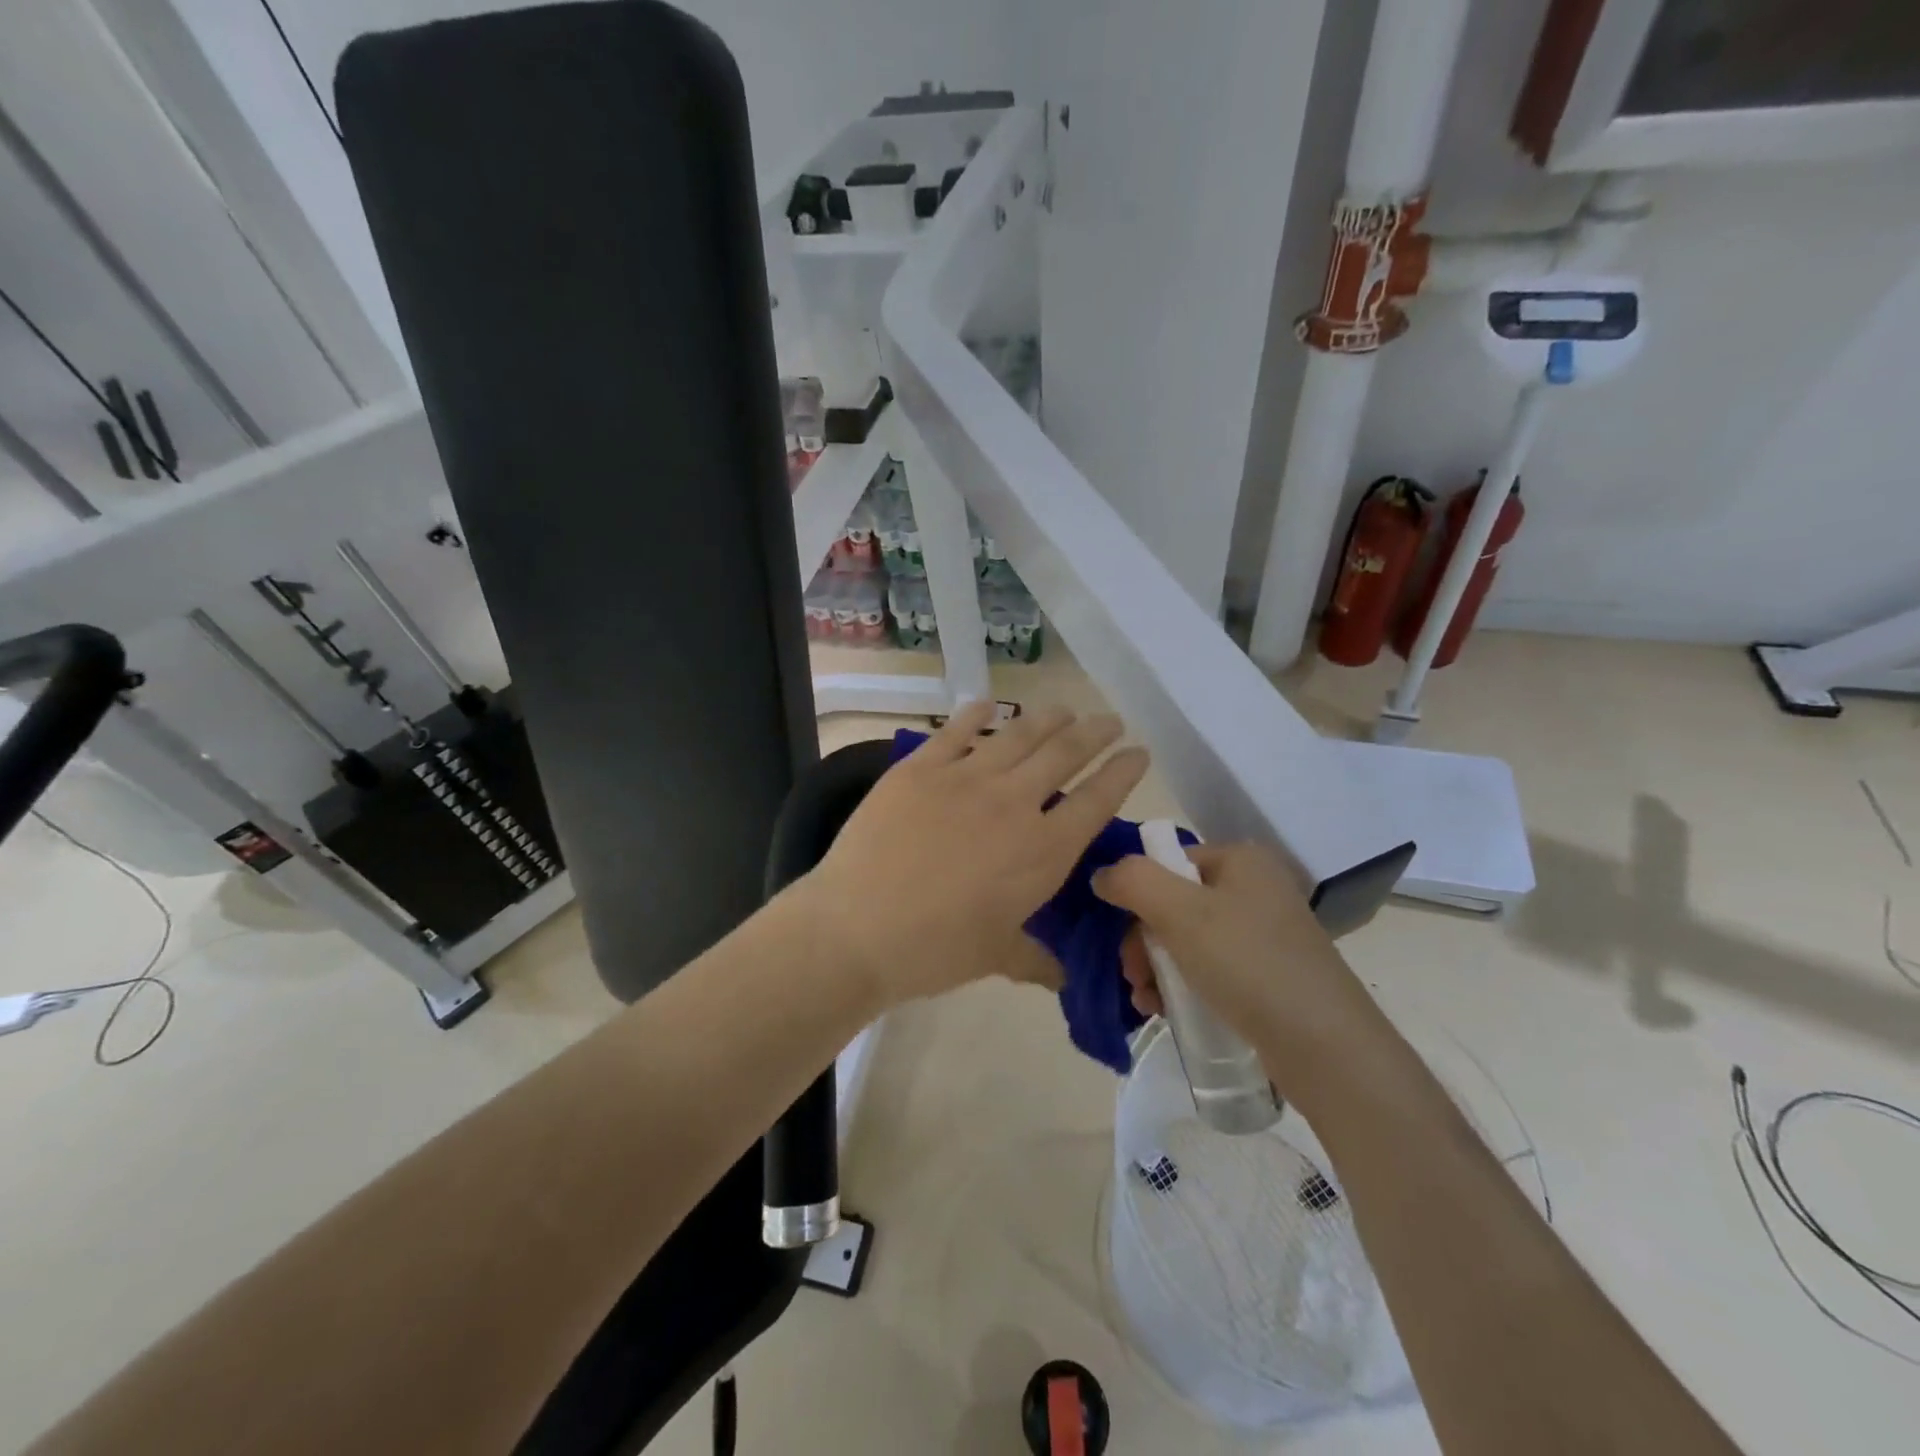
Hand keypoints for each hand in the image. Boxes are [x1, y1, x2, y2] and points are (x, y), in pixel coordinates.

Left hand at [801, 701, 1149, 1006]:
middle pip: (1065, 754)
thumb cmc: (934, 951)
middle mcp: (1013, 804)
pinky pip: (955, 731)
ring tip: (1065, 709)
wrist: (857, 928)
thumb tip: (1062, 978)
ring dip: (1048, 719)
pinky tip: (988, 704)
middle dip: (1095, 733)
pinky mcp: (920, 768)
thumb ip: (1035, 960)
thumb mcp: (995, 957)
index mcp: (1042, 852)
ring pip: (1019, 735)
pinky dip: (975, 714)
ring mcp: (965, 779)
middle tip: (1110, 720)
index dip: (1124, 772)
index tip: (1140, 753)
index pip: (1098, 801)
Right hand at [1093, 842, 1391, 1094]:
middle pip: (1174, 902)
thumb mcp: (1180, 912)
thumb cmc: (1249, 965)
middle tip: (1133, 977)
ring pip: (1188, 939)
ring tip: (1145, 1002)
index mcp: (1241, 860)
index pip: (1168, 861)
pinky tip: (1165, 1012)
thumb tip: (1102, 875)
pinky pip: (1210, 968)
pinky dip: (1183, 985)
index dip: (1137, 896)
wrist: (1327, 1048)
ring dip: (1157, 968)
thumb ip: (1132, 880)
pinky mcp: (1269, 974)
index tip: (1123, 939)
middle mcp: (1255, 888)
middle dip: (1144, 941)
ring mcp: (1265, 933)